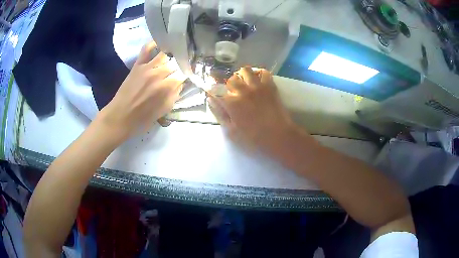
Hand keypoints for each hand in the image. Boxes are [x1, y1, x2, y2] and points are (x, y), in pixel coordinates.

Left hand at [95, 41, 185, 141]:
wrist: (121, 116)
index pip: (183, 74)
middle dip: (180, 66)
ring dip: (170, 57)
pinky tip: (158, 45)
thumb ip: (175, 95)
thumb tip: (180, 83)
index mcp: (167, 87)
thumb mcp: (164, 110)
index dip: (186, 75)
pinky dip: (153, 44)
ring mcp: (147, 67)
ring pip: (165, 54)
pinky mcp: (138, 64)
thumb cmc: (143, 118)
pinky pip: (146, 49)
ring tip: (171, 60)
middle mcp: (159, 74)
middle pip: (176, 62)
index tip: (186, 77)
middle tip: (179, 70)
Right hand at [208, 67, 294, 152]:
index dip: (213, 91)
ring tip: (244, 83)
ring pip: (245, 70)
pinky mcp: (270, 86)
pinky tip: (257, 81)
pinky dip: (259, 74)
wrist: (278, 136)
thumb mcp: (231, 132)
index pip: (216, 90)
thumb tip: (211, 100)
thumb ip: (220, 114)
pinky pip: (264, 72)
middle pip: (231, 79)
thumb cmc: (253, 138)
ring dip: (242, 75)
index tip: (213, 93)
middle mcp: (243, 90)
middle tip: (232, 93)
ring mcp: (257, 86)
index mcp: (231, 103)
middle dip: (229, 85)